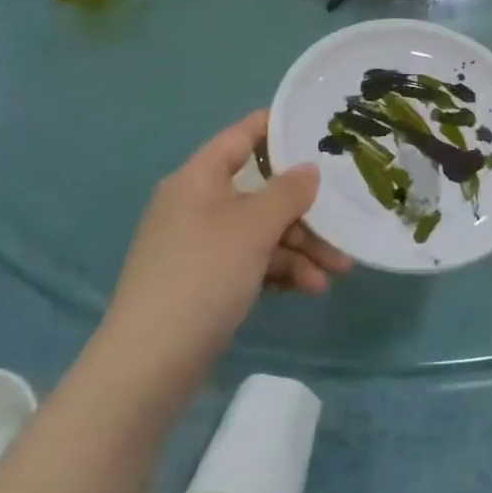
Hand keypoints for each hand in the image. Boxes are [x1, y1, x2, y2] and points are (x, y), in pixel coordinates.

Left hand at [104, 112, 347, 361]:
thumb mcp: (253, 228)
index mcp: (198, 179)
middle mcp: (197, 204)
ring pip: (261, 230)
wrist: (148, 366)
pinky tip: (308, 288)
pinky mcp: (204, 281)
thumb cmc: (203, 276)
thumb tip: (309, 169)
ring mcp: (199, 244)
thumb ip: (288, 192)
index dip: (277, 126)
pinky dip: (280, 270)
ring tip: (336, 272)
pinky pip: (251, 260)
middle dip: (305, 211)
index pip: (241, 135)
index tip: (317, 126)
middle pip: (261, 191)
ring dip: (300, 247)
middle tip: (343, 224)